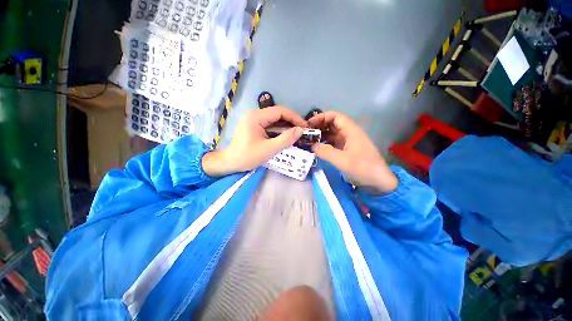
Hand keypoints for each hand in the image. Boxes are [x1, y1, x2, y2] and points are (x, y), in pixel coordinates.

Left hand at [202, 106, 307, 176]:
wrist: (230, 163)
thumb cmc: (247, 157)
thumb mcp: (269, 149)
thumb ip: (286, 139)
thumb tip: (300, 130)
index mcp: (256, 116)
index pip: (280, 111)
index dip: (294, 118)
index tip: (305, 127)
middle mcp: (254, 114)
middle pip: (277, 114)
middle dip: (291, 122)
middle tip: (302, 131)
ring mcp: (253, 119)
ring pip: (274, 119)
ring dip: (286, 126)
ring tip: (297, 133)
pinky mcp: (254, 125)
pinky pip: (270, 125)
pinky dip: (279, 129)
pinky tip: (286, 135)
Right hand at [308, 111, 397, 193]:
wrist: (378, 182)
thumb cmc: (363, 168)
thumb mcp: (343, 160)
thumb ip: (326, 152)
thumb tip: (312, 146)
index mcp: (351, 130)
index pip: (335, 116)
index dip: (322, 117)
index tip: (309, 124)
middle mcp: (349, 133)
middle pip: (332, 124)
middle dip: (319, 126)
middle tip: (306, 133)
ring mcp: (347, 142)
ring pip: (331, 134)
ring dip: (320, 135)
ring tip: (308, 140)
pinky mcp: (345, 150)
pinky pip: (332, 143)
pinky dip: (324, 143)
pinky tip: (316, 148)